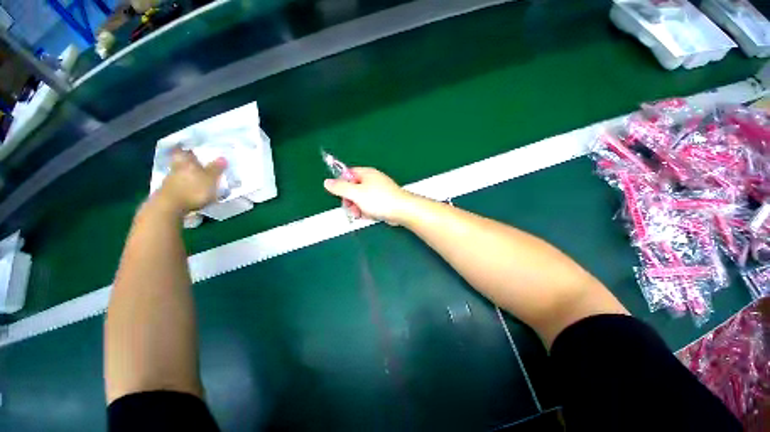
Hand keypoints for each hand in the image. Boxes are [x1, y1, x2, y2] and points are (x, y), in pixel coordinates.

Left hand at [155, 148, 226, 213]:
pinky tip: (192, 190)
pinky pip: (178, 185)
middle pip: (182, 162)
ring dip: (188, 175)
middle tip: (200, 164)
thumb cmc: (193, 189)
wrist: (169, 207)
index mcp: (185, 161)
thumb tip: (223, 157)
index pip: (185, 150)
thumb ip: (216, 168)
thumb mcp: (210, 179)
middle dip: (190, 163)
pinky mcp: (168, 192)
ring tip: (199, 179)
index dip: (189, 149)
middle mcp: (176, 167)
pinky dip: (185, 186)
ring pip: (180, 173)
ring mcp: (170, 180)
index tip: (194, 148)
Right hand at [323, 167, 415, 224]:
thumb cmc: (379, 200)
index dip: (342, 185)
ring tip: (361, 214)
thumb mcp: (356, 193)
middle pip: (354, 188)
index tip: (340, 195)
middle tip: (351, 208)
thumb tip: (327, 182)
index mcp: (366, 173)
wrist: (402, 210)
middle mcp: (373, 180)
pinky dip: (368, 211)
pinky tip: (369, 216)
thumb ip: (340, 188)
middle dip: (350, 200)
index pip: (348, 174)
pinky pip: (371, 205)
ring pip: (362, 199)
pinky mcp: (384, 201)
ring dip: (358, 208)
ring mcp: (379, 191)